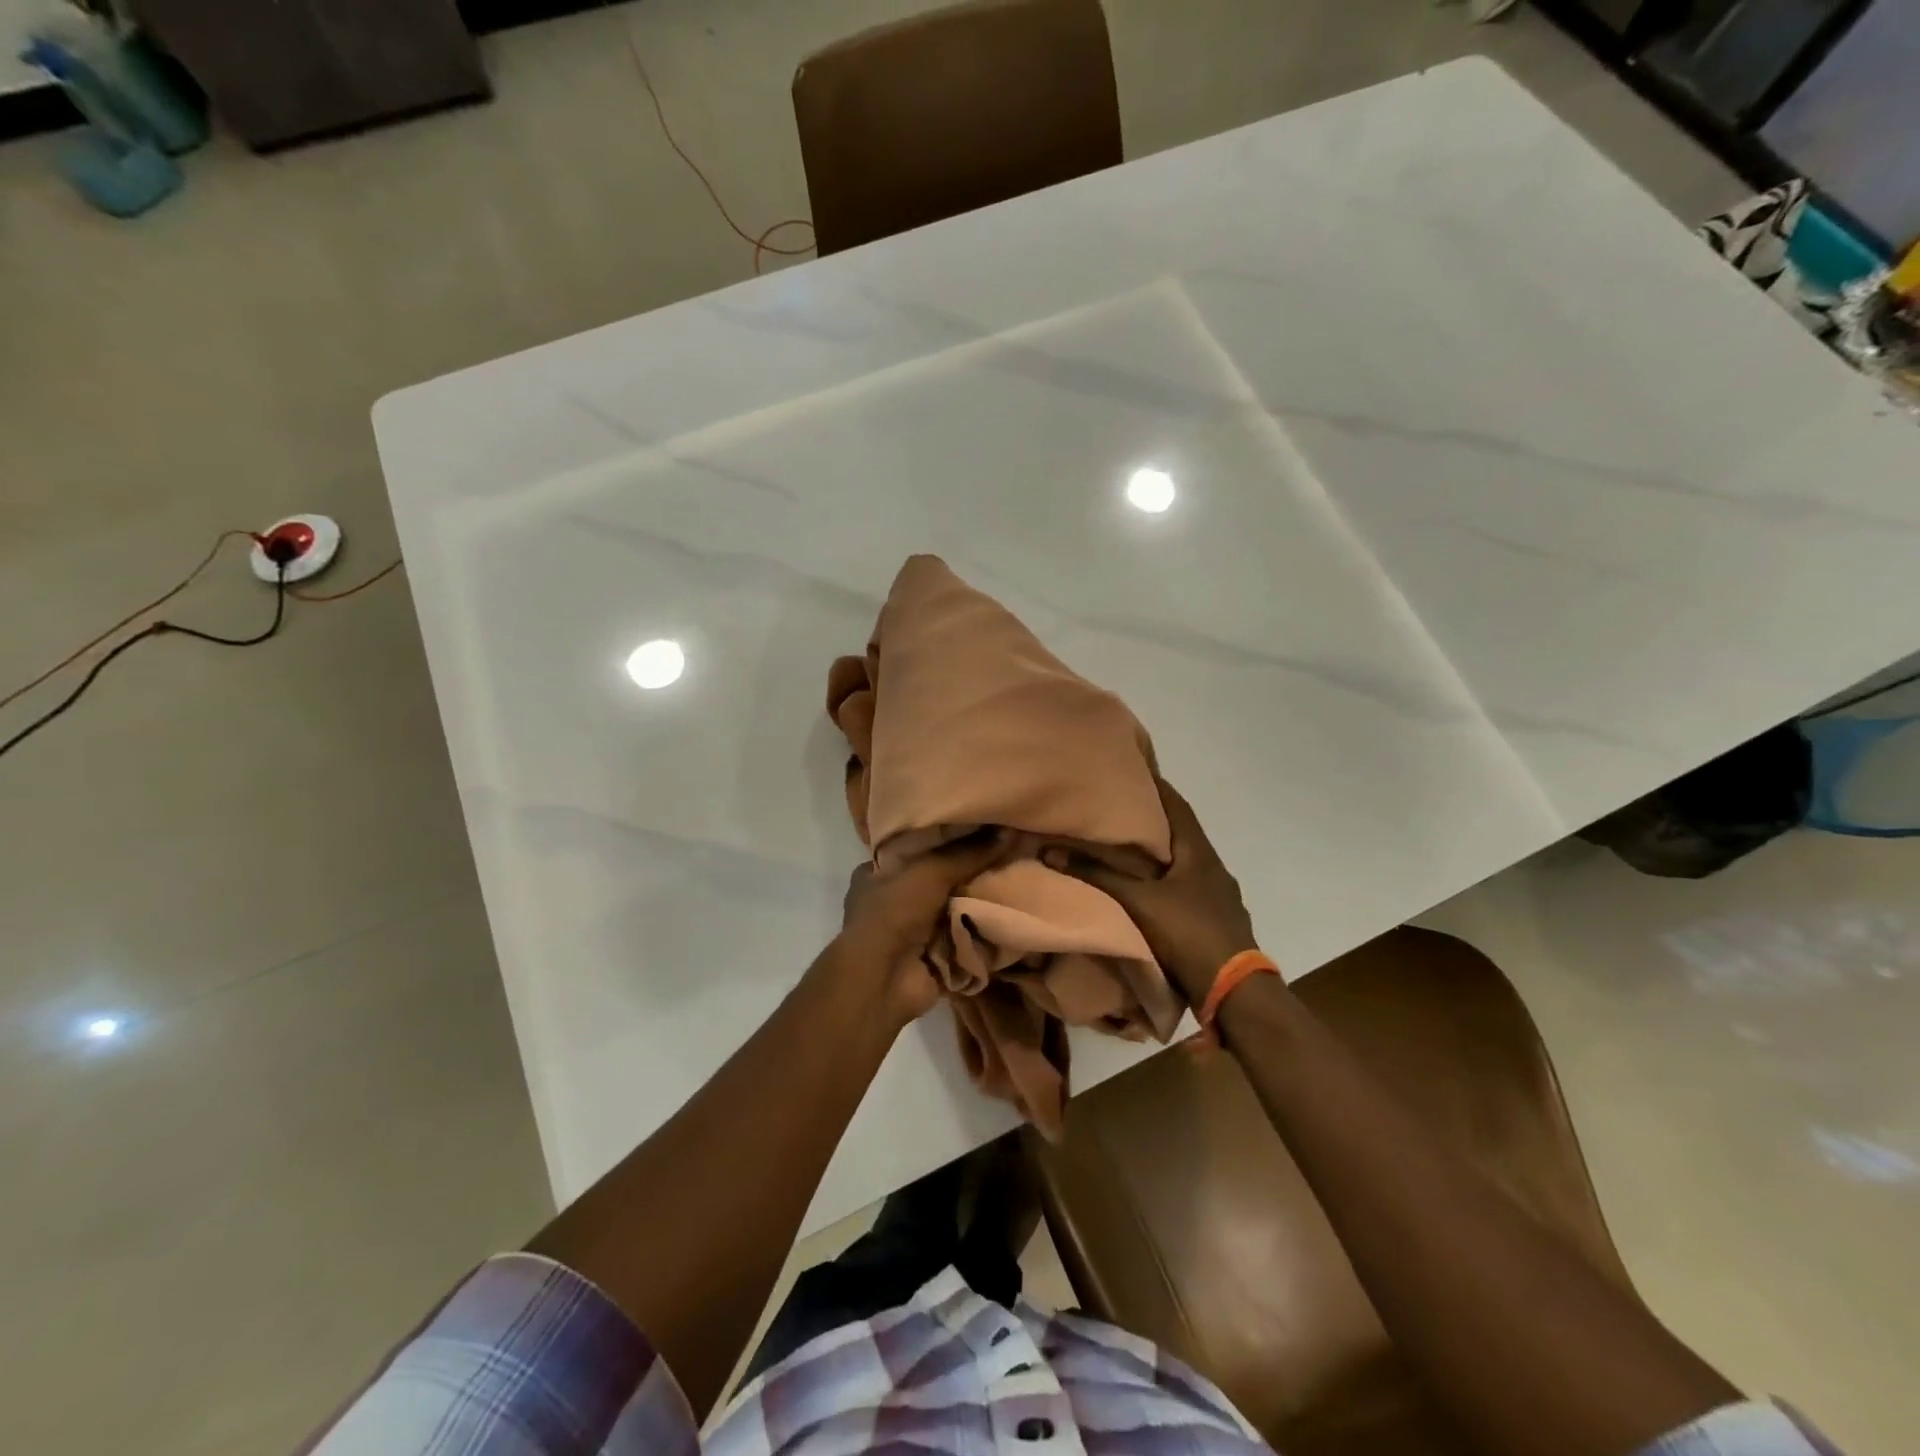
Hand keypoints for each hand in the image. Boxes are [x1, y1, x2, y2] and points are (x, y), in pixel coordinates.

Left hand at [830, 832, 1004, 1023]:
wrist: (883, 980)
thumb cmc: (894, 913)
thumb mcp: (930, 872)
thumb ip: (969, 853)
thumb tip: (1009, 832)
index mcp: (875, 873)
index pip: (913, 847)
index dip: (944, 838)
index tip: (977, 829)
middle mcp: (890, 900)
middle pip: (937, 878)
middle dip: (967, 872)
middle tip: (1004, 855)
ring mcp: (909, 931)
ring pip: (952, 908)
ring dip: (977, 902)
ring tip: (1014, 880)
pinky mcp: (930, 955)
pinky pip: (961, 936)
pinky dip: (980, 930)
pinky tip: (1009, 913)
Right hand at [1064, 778, 1260, 1005]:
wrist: (1235, 991)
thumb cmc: (1188, 933)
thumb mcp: (1138, 902)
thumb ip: (1098, 875)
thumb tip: (1052, 851)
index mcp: (1199, 854)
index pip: (1177, 806)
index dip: (1157, 787)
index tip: (1135, 771)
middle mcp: (1214, 868)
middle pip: (1182, 834)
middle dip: (1155, 821)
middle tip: (1123, 810)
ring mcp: (1221, 897)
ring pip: (1187, 864)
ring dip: (1163, 855)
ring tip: (1133, 850)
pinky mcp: (1219, 921)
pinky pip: (1190, 889)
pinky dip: (1170, 882)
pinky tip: (1154, 892)